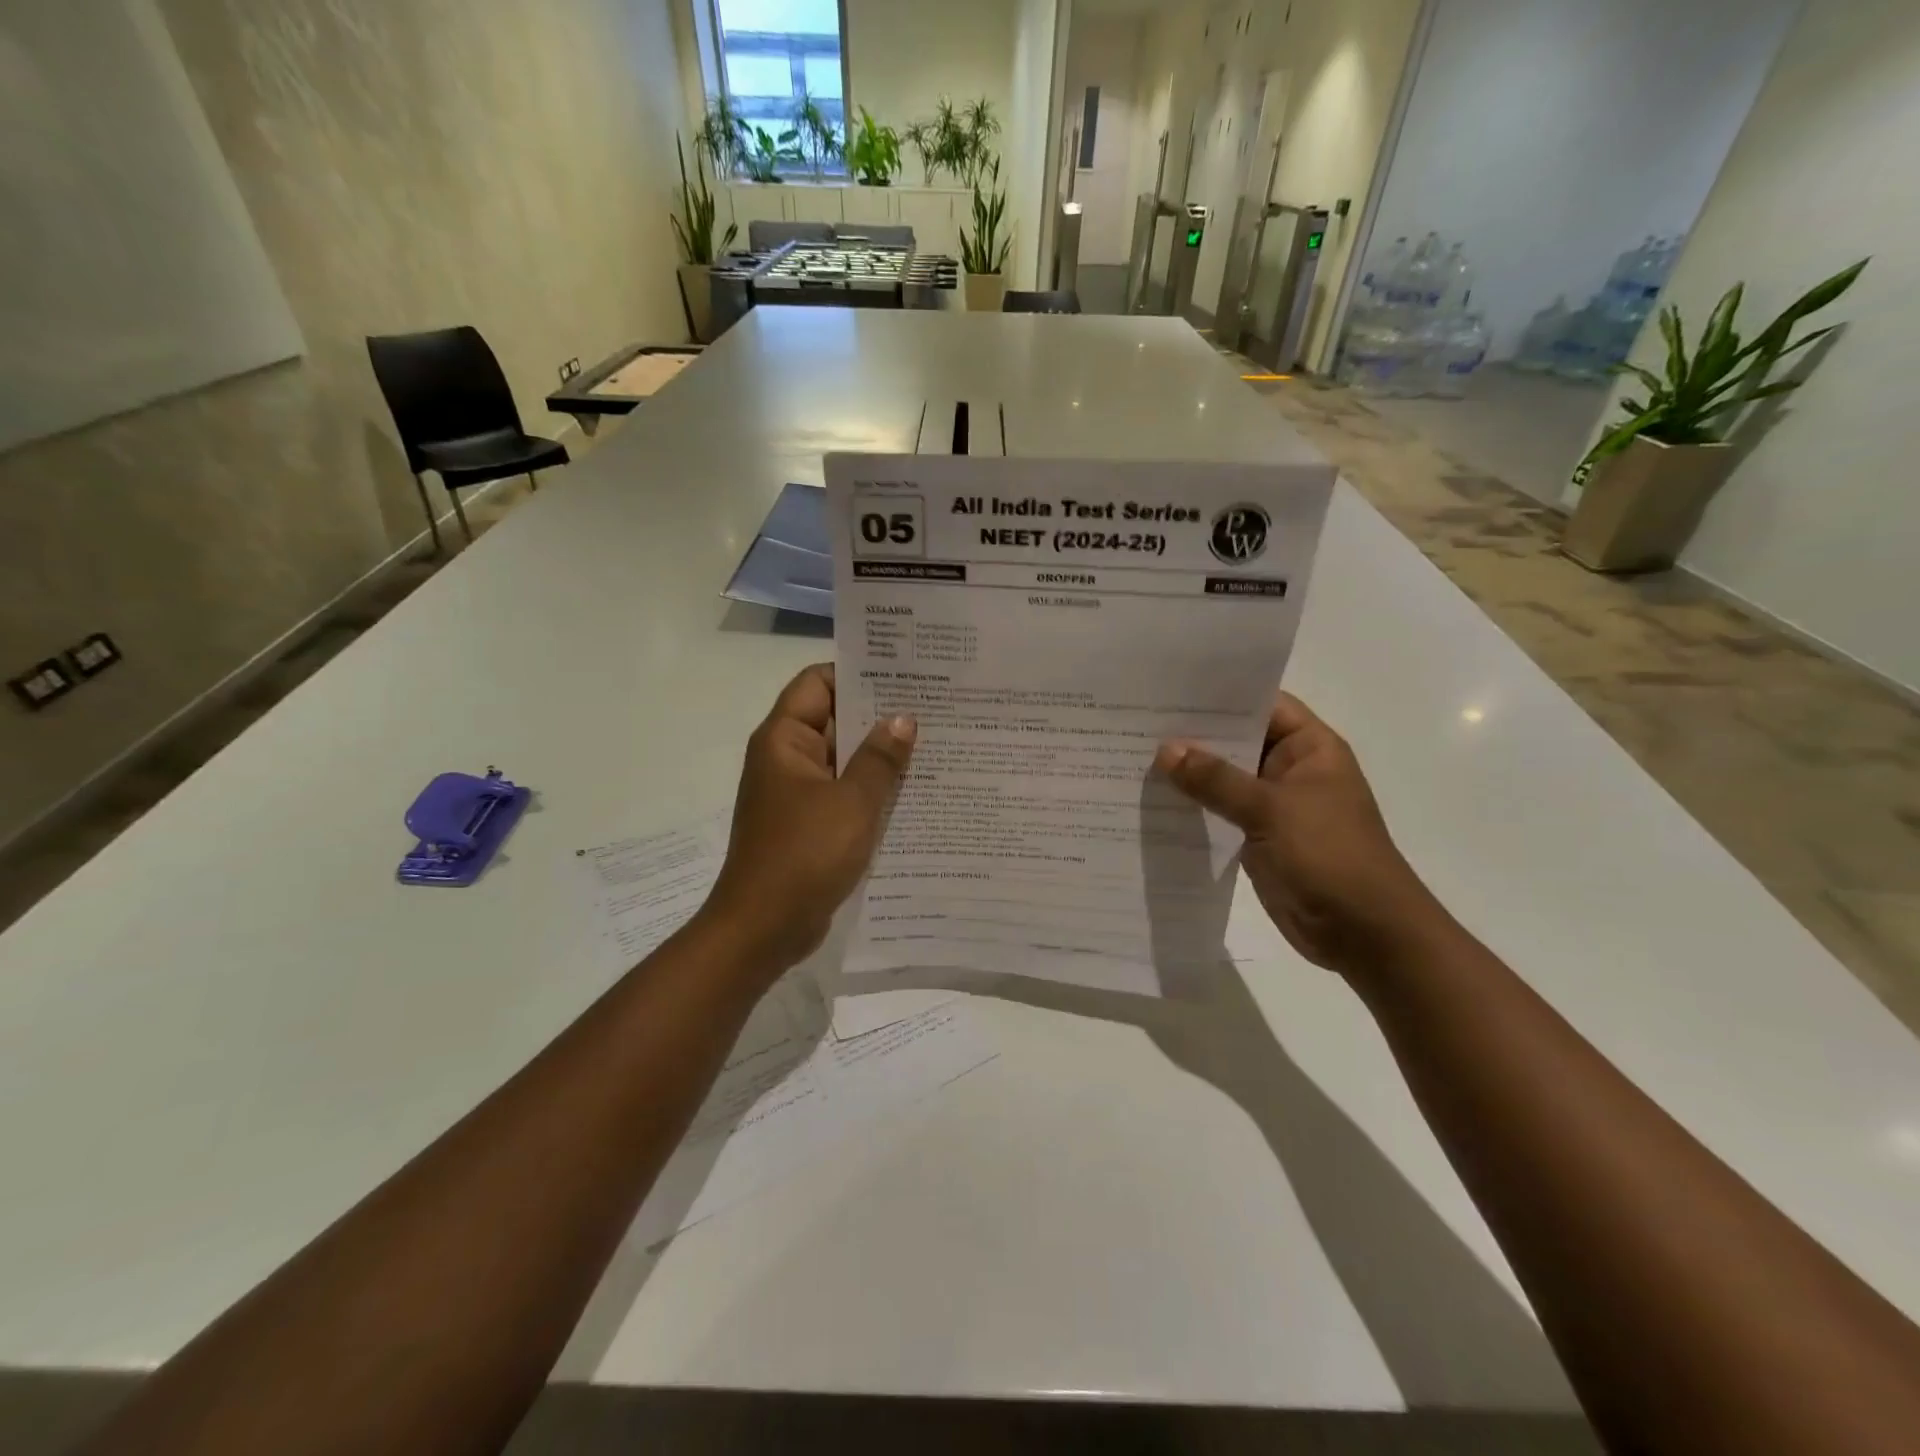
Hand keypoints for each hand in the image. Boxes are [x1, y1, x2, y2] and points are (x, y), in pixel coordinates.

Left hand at [704, 664, 915, 972]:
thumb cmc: (804, 855)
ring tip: (934, 744)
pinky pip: (843, 794)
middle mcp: (786, 758)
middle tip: (934, 708)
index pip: (818, 682)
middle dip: (878, 715)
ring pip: (842, 760)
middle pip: (833, 719)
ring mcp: (796, 794)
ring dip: (879, 756)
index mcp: (784, 739)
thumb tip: (903, 718)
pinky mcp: (808, 824)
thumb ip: (880, 758)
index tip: (905, 673)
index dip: (858, 672)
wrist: (763, 929)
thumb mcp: (852, 802)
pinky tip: (913, 791)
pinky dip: (870, 790)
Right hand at [1155, 693, 1445, 976]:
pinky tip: (1153, 801)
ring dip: (1188, 774)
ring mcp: (1274, 805)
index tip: (1168, 689)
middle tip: (1136, 723)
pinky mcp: (1259, 838)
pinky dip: (1194, 807)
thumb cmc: (1329, 856)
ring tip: (1132, 757)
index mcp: (1309, 748)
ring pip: (1224, 780)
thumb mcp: (1270, 810)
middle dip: (1192, 735)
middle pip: (1236, 741)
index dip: (1219, 695)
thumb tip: (1165, 750)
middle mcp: (1291, 769)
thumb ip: (1216, 780)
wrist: (1364, 932)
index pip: (1261, 704)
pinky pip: (1221, 813)